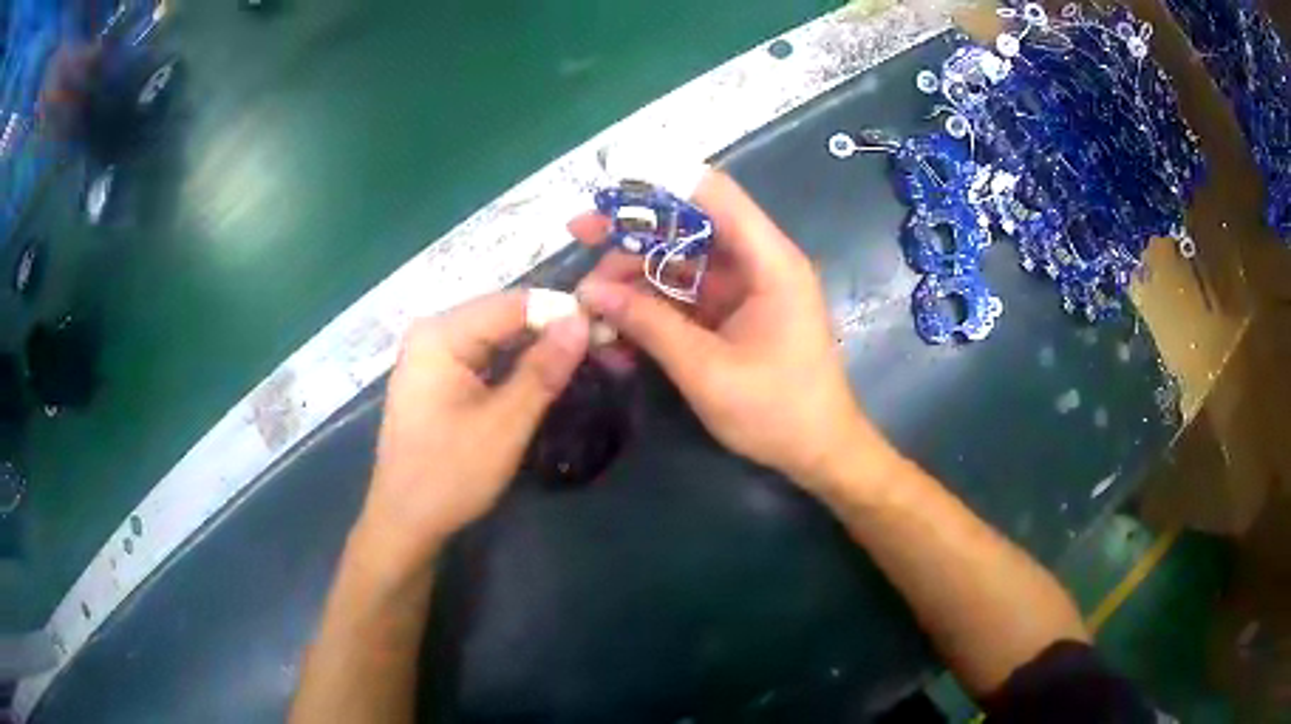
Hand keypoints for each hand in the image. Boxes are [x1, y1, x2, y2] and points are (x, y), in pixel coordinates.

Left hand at [355, 292, 589, 568]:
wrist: (405, 522)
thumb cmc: (449, 475)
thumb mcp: (504, 425)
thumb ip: (543, 370)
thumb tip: (582, 322)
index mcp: (440, 335)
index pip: (513, 304)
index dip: (561, 313)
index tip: (605, 332)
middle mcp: (432, 333)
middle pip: (502, 316)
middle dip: (549, 330)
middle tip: (599, 350)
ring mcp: (430, 354)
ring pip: (495, 337)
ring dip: (534, 348)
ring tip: (579, 362)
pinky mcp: (436, 376)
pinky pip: (483, 356)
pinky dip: (513, 365)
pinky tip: (540, 378)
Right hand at [574, 171, 894, 492]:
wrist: (818, 452)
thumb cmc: (777, 412)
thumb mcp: (706, 370)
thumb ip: (649, 325)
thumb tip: (589, 292)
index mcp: (768, 261)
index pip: (713, 194)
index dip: (660, 182)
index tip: (606, 189)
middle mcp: (757, 263)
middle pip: (688, 224)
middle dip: (632, 232)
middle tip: (579, 236)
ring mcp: (744, 289)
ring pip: (679, 262)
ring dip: (633, 277)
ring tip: (589, 304)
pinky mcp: (732, 314)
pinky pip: (684, 297)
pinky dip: (650, 308)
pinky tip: (615, 331)